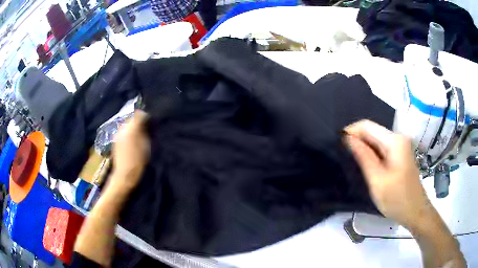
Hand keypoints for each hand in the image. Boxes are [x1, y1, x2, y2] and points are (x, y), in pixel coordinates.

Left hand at [110, 110, 149, 189]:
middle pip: (131, 117)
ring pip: (127, 124)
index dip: (145, 116)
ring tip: (138, 134)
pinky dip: (128, 132)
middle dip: (138, 121)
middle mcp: (123, 128)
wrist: (124, 174)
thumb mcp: (146, 146)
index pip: (139, 114)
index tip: (150, 121)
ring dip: (133, 126)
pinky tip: (132, 140)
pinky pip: (123, 131)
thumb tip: (145, 124)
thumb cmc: (138, 162)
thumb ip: (145, 132)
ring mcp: (118, 134)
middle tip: (145, 128)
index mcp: (131, 128)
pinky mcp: (115, 139)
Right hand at [344, 120, 429, 228]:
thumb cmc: (397, 199)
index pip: (367, 125)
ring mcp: (401, 146)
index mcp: (394, 141)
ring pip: (376, 140)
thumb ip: (363, 157)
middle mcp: (398, 138)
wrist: (415, 211)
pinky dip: (372, 154)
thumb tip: (347, 138)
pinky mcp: (400, 154)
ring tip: (352, 161)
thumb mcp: (377, 180)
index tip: (338, 145)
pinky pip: (382, 148)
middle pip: (372, 131)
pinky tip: (366, 165)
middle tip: (343, 156)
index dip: (351, 131)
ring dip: (363, 148)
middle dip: (357, 140)